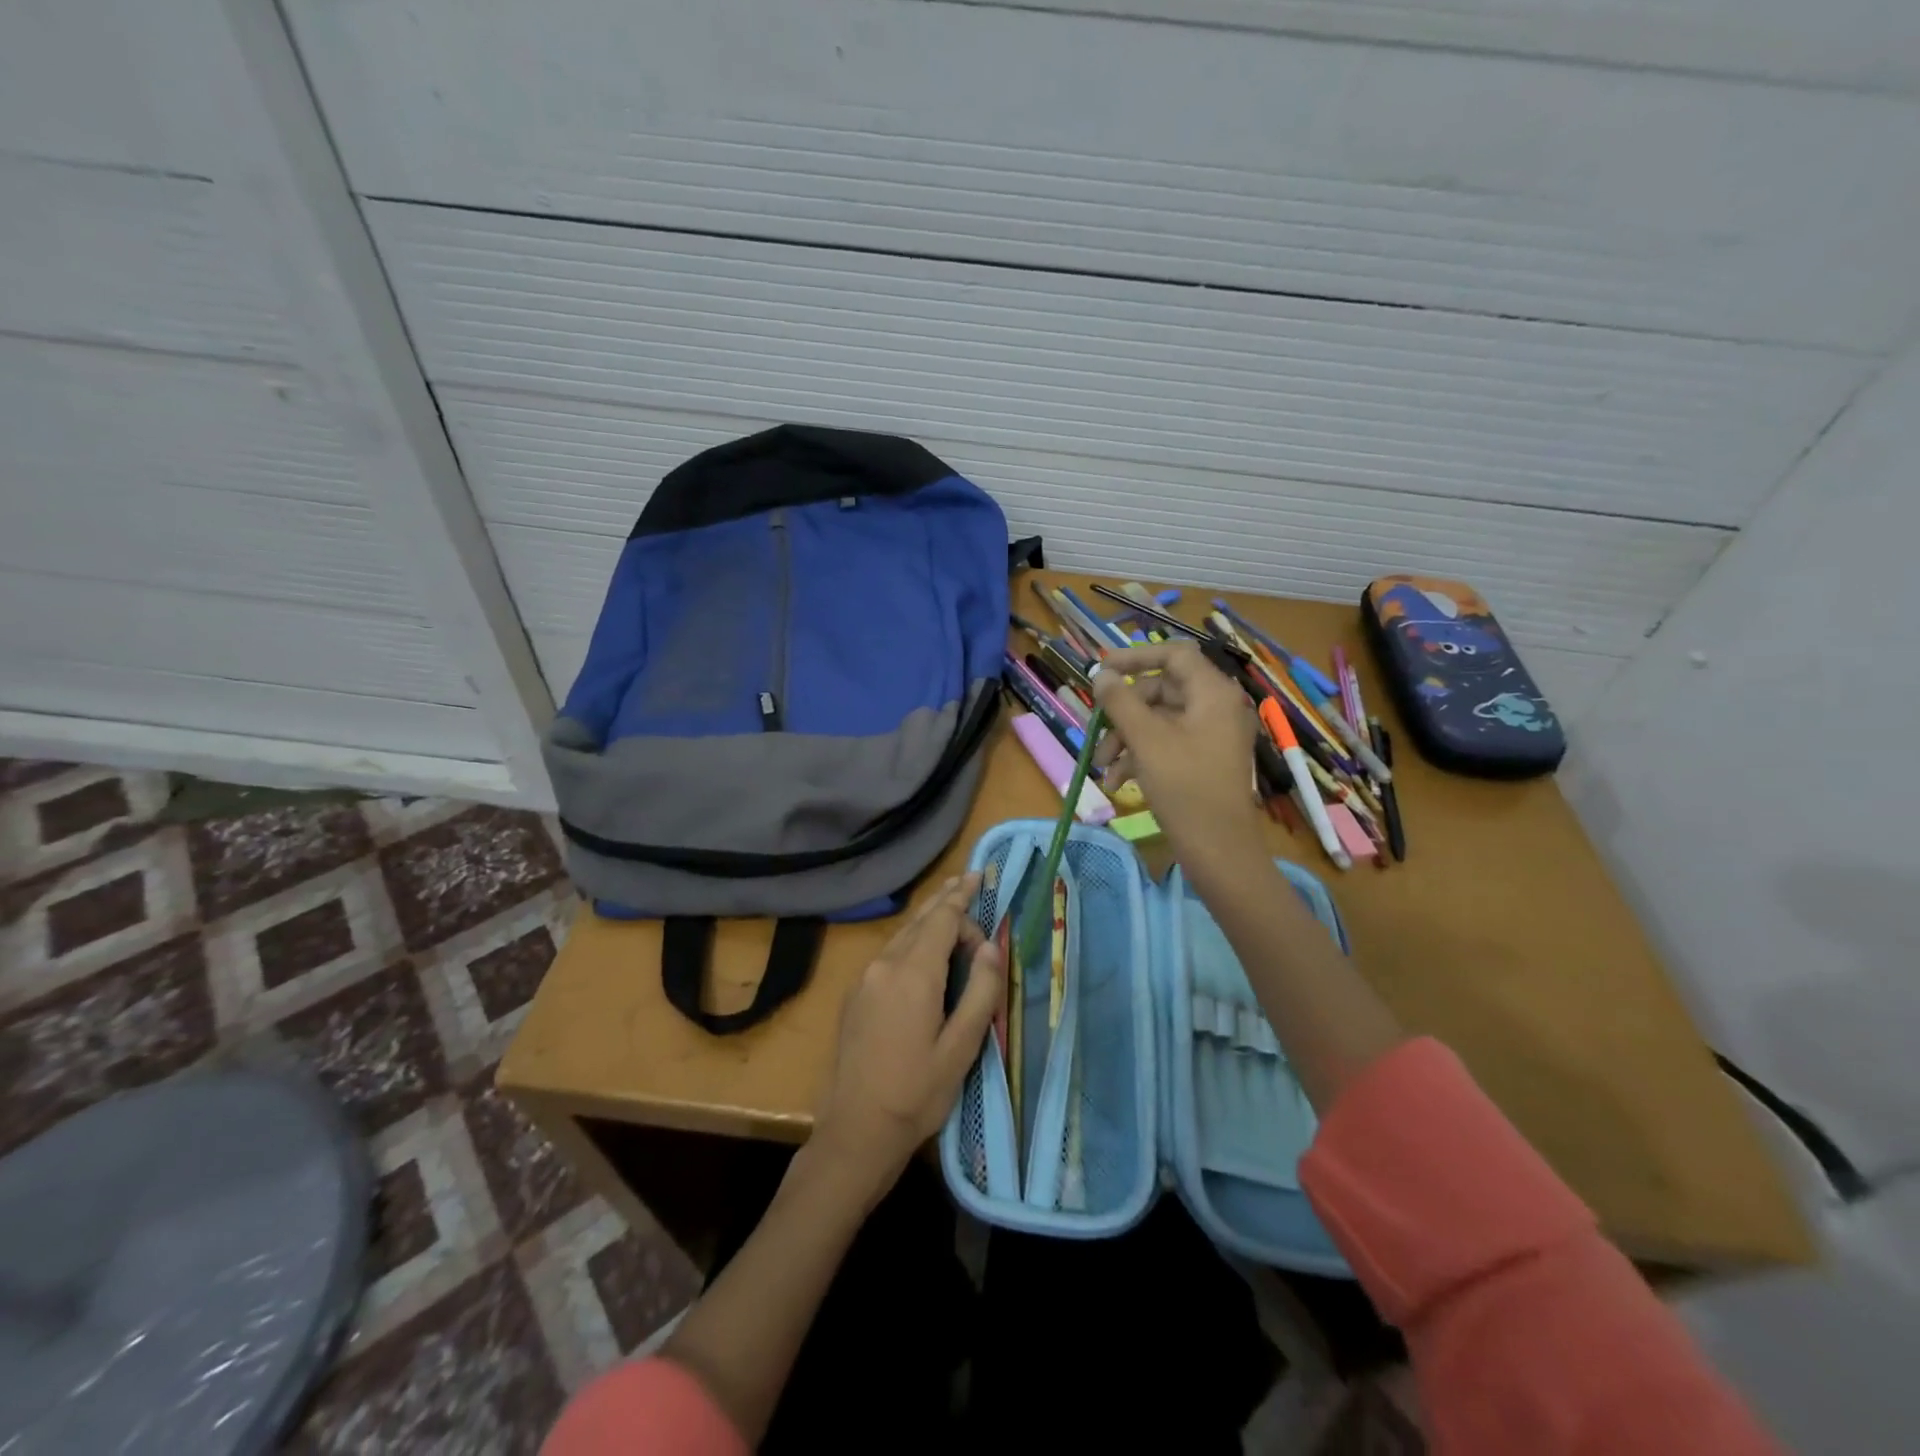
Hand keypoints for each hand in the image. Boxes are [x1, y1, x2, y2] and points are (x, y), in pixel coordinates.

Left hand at [811, 874, 1003, 1201]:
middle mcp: (884, 964)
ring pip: (903, 935)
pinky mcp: (855, 995)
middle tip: (969, 882)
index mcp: (912, 973)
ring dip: (929, 921)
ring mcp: (864, 978)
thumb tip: (991, 947)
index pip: (942, 918)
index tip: (981, 878)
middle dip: (946, 901)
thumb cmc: (917, 1093)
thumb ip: (981, 991)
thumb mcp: (962, 1047)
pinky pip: (889, 953)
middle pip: (920, 920)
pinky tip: (924, 950)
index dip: (963, 897)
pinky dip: (913, 941)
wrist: (855, 1131)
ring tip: (952, 909)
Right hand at [1093, 640, 1266, 875]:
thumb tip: (1102, 675)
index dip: (1135, 657)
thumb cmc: (1185, 787)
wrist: (1219, 850)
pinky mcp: (1204, 760)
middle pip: (1162, 690)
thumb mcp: (1146, 741)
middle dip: (1124, 711)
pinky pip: (1167, 744)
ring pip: (1159, 720)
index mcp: (1212, 693)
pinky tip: (1118, 782)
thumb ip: (1121, 702)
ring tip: (1103, 767)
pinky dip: (1141, 756)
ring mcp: (1212, 735)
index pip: (1173, 654)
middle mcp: (1216, 707)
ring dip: (1126, 738)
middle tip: (1097, 730)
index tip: (1101, 670)